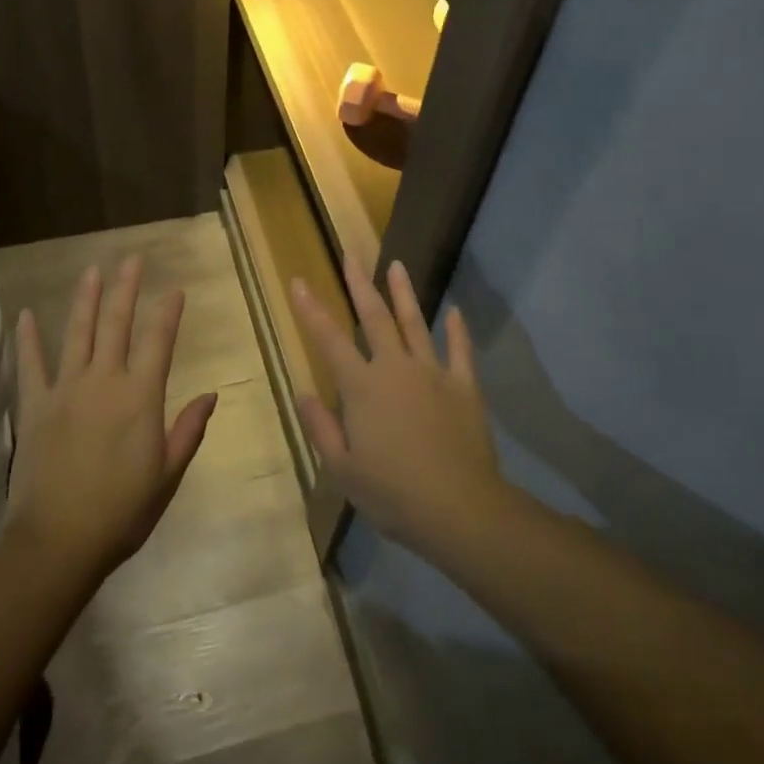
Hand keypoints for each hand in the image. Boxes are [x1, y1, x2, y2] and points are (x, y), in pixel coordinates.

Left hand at [5, 256, 216, 588]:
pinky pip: (31, 364)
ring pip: (77, 332)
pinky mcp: (34, 406)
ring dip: (85, 298)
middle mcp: (104, 381)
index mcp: (140, 397)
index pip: (159, 341)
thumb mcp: (167, 475)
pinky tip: (28, 314)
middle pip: (117, 323)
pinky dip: (29, 338)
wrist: (58, 541)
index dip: (168, 312)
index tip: (175, 289)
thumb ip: (188, 430)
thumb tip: (210, 394)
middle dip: (126, 287)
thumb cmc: (121, 512)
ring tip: (92, 270)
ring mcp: (66, 389)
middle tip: (132, 258)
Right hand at [291, 257, 509, 561]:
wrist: (459, 508)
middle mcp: (395, 368)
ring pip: (415, 323)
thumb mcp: (343, 469)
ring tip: (397, 265)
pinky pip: (460, 351)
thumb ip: (321, 427)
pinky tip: (454, 312)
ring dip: (404, 293)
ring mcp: (433, 373)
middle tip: (351, 255)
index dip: (311, 309)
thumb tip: (301, 393)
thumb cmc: (393, 493)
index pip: (329, 339)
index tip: (300, 281)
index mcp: (362, 387)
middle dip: (360, 284)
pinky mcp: (464, 386)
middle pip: (375, 317)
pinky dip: (457, 330)